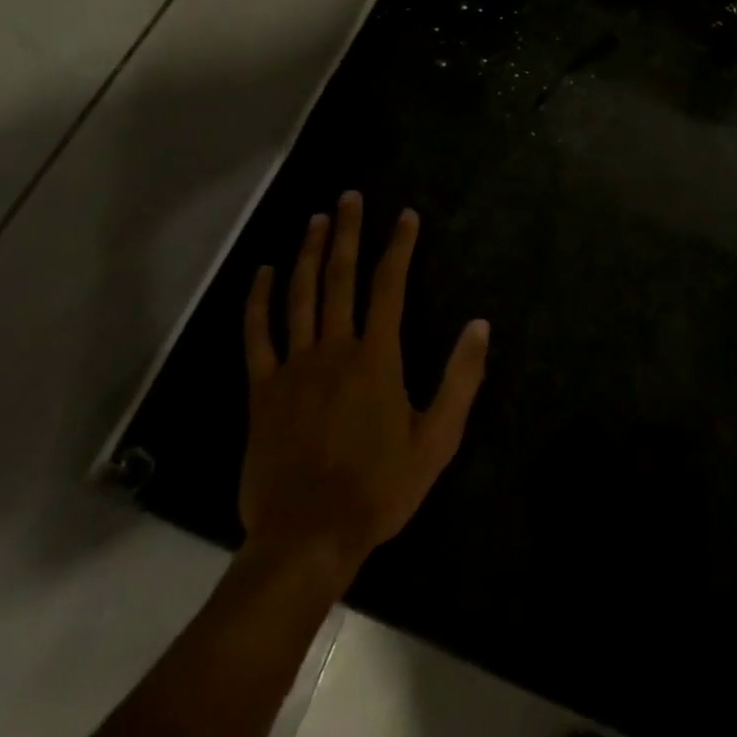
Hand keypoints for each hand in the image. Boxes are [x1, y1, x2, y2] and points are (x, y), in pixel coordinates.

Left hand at [238, 193, 489, 579]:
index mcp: (376, 357)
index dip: (399, 246)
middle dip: (348, 232)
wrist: (308, 539)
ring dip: (308, 253)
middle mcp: (334, 348)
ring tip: (315, 219)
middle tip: (348, 197)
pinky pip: (257, 336)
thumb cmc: (379, 488)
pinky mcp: (262, 390)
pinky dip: (258, 301)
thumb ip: (460, 379)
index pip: (390, 285)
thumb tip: (479, 325)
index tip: (405, 215)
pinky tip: (262, 273)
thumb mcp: (437, 440)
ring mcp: (293, 367)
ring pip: (299, 295)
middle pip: (340, 277)